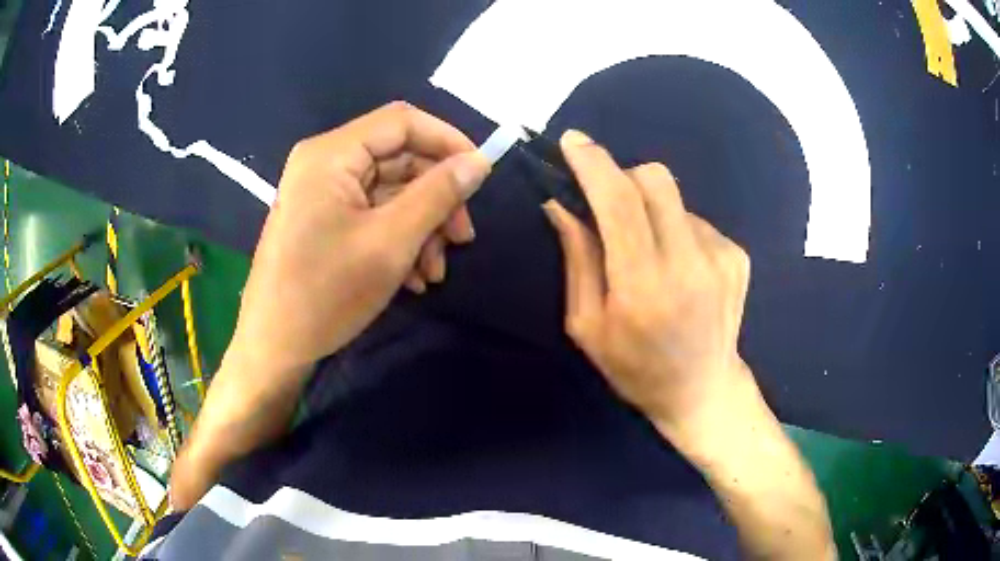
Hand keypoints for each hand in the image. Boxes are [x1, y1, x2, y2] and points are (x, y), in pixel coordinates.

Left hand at [231, 101, 491, 372]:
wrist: (275, 347)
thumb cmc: (326, 293)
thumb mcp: (391, 242)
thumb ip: (438, 194)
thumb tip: (479, 162)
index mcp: (332, 154)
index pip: (402, 121)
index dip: (447, 141)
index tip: (480, 175)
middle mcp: (324, 163)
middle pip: (398, 159)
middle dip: (436, 198)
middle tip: (462, 239)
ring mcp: (322, 194)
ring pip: (389, 192)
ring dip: (421, 227)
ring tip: (435, 272)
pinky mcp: (323, 220)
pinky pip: (371, 214)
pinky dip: (398, 239)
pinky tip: (413, 278)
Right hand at [544, 131, 833, 558]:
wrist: (704, 390)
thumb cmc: (636, 369)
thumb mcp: (588, 326)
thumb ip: (578, 258)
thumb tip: (561, 204)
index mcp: (644, 288)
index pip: (619, 203)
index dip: (593, 164)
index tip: (573, 142)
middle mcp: (689, 264)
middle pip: (654, 179)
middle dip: (622, 178)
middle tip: (609, 208)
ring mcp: (721, 256)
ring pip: (674, 197)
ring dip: (650, 210)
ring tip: (649, 253)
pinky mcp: (738, 255)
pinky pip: (695, 219)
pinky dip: (675, 229)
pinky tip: (678, 267)